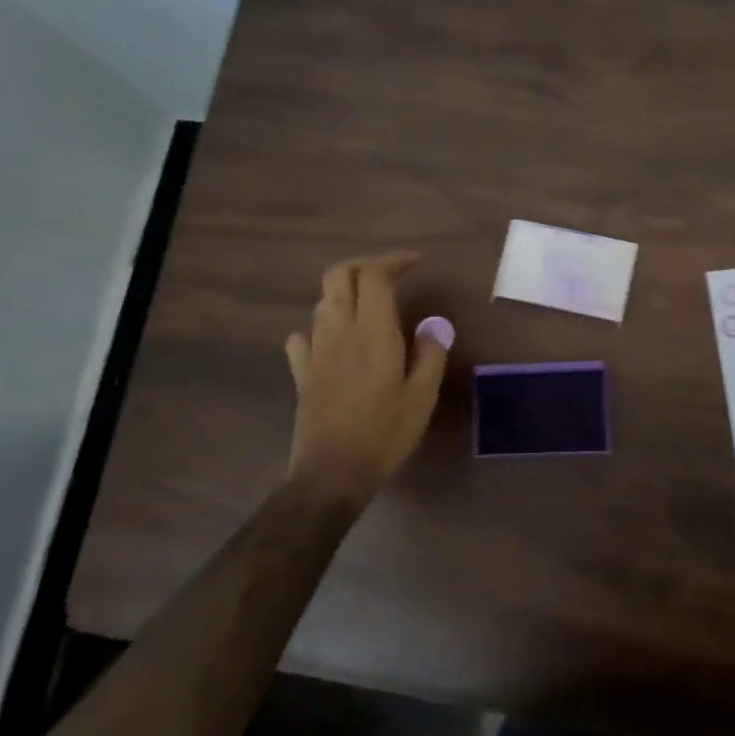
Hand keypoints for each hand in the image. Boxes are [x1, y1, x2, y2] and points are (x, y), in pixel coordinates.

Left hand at [284, 252, 449, 508]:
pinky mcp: (301, 372)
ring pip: (322, 301)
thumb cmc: (385, 434)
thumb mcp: (422, 397)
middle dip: (363, 265)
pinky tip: (335, 341)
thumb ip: (430, 354)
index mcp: (373, 332)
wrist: (331, 475)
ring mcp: (315, 351)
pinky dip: (320, 327)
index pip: (373, 274)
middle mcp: (339, 331)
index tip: (416, 263)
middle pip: (338, 275)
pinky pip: (304, 335)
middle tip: (389, 275)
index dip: (393, 260)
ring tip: (370, 306)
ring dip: (345, 292)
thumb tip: (433, 325)